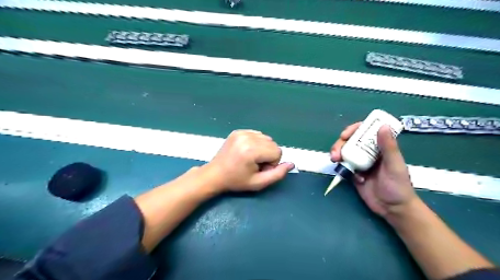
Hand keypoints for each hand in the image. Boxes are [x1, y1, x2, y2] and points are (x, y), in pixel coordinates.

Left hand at [204, 129, 296, 192]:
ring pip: (266, 138)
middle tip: (255, 165)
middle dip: (268, 155)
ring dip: (263, 148)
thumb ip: (278, 174)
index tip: (260, 169)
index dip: (272, 163)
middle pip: (273, 143)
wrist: (215, 174)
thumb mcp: (259, 183)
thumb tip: (292, 164)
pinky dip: (256, 143)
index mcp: (251, 150)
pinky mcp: (238, 131)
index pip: (277, 152)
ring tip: (250, 158)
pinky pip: (257, 134)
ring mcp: (242, 132)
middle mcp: (247, 137)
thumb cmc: (236, 181)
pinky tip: (246, 151)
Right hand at [331, 122, 417, 218]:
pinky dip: (341, 167)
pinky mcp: (353, 173)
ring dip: (337, 154)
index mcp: (380, 147)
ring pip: (345, 152)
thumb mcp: (394, 165)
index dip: (353, 130)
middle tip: (335, 152)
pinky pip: (344, 166)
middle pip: (350, 141)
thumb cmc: (399, 186)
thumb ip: (388, 147)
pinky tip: (348, 176)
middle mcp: (369, 152)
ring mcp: (360, 163)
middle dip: (340, 144)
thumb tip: (383, 126)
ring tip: (334, 160)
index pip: (365, 131)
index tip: (345, 135)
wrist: (392, 209)